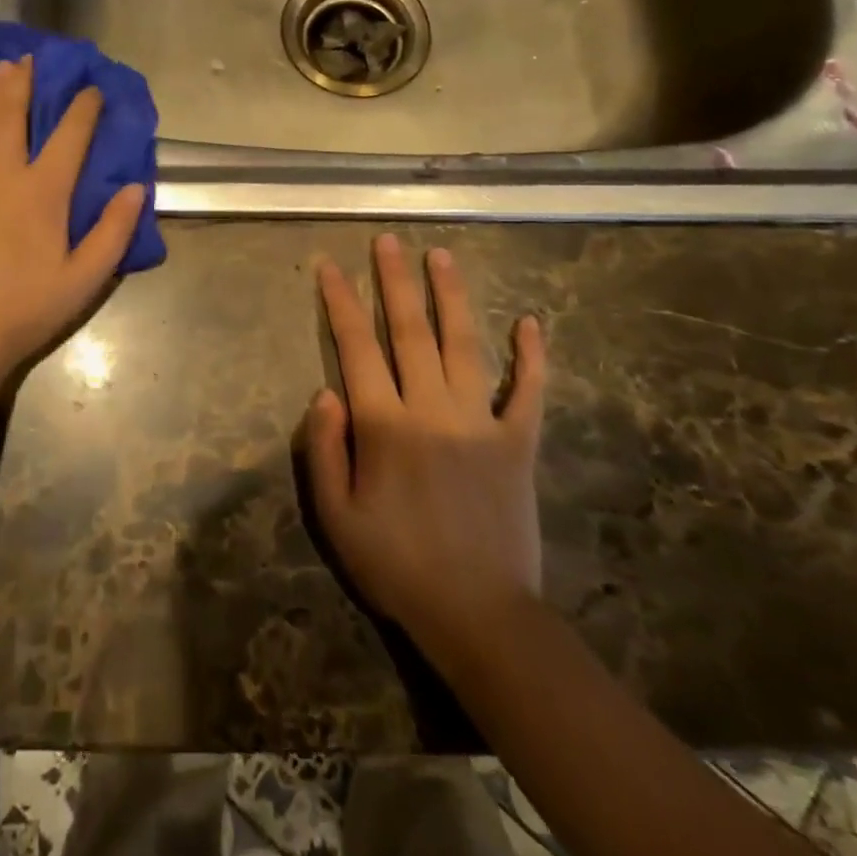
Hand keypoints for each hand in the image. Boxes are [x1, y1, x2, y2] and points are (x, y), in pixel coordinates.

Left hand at [0, 56, 145, 395]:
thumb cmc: (25, 309)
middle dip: (25, 81)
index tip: (92, 89)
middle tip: (32, 59)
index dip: (83, 106)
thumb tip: (137, 187)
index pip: (69, 134)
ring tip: (2, 70)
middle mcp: (0, 172)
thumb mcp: (84, 280)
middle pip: (13, 112)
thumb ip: (114, 231)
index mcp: (41, 191)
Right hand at [299, 234, 545, 676]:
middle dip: (395, 280)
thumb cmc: (397, 566)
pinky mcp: (519, 443)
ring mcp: (481, 422)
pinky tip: (531, 322)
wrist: (480, 615)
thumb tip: (325, 391)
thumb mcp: (336, 518)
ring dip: (452, 296)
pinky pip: (529, 391)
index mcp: (384, 425)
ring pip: (464, 344)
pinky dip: (532, 357)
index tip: (330, 265)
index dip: (340, 303)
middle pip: (410, 330)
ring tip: (441, 256)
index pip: (356, 347)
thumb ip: (324, 450)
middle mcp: (432, 409)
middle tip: (388, 240)